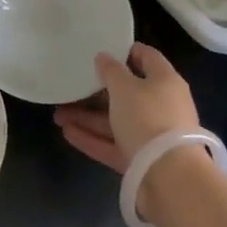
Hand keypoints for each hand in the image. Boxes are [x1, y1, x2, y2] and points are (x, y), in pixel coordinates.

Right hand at [52, 43, 200, 172]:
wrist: (169, 176)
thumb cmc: (148, 118)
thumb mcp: (125, 87)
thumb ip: (111, 71)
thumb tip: (104, 57)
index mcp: (165, 82)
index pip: (147, 58)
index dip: (125, 52)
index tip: (100, 51)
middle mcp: (161, 106)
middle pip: (126, 93)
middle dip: (95, 92)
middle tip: (70, 87)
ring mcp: (151, 135)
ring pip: (115, 121)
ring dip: (87, 117)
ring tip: (58, 115)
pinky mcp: (141, 159)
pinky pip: (113, 144)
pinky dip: (92, 138)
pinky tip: (67, 133)